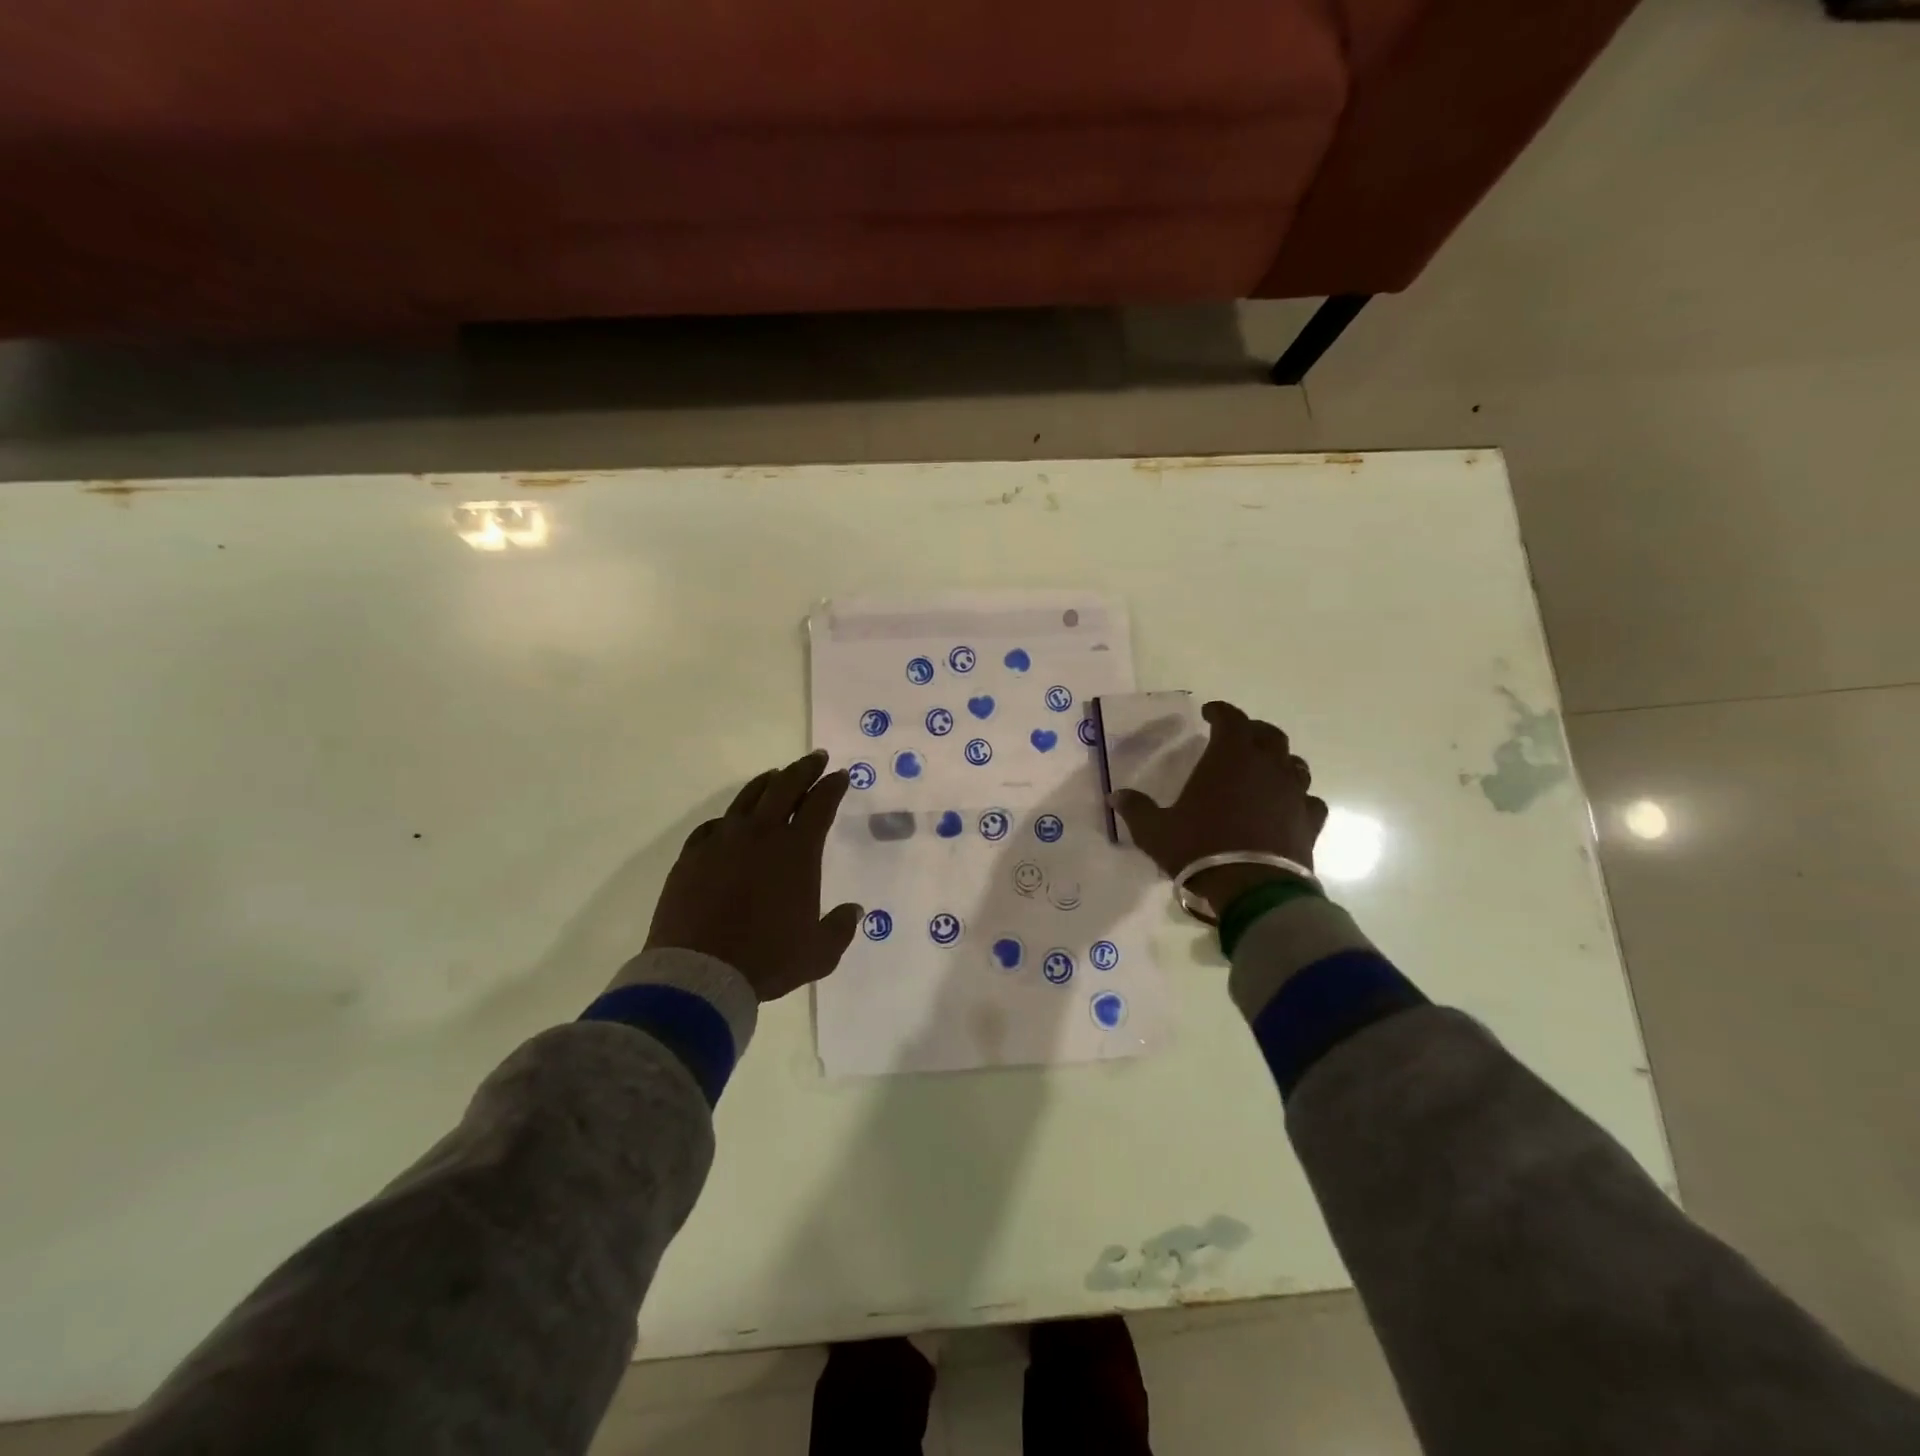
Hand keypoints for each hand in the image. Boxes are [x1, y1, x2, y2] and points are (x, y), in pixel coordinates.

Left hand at [644, 750, 862, 1001]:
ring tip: (776, 776)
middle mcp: (760, 835)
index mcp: (796, 850)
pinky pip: (714, 826)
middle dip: (804, 769)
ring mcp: (722, 841)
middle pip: (785, 787)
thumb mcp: (818, 953)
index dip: (833, 786)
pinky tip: (731, 822)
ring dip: (767, 783)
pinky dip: (729, 818)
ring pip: (747, 798)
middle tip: (816, 758)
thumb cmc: (767, 959)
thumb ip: (840, 928)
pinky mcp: (692, 856)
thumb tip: (853, 911)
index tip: (840, 776)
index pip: (820, 804)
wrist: (699, 973)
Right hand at [1111, 701, 1328, 912]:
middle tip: (1237, 739)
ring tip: (1263, 771)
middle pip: (1269, 735)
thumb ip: (1136, 809)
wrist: (1253, 890)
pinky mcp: (1309, 821)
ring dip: (1278, 762)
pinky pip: (1308, 800)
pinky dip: (1297, 798)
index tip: (1209, 714)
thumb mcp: (1155, 831)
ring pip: (1293, 764)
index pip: (1231, 719)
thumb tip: (1116, 795)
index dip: (1220, 712)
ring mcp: (1293, 793)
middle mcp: (1267, 766)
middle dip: (1252, 732)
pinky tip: (1286, 807)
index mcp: (1230, 757)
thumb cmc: (1200, 849)